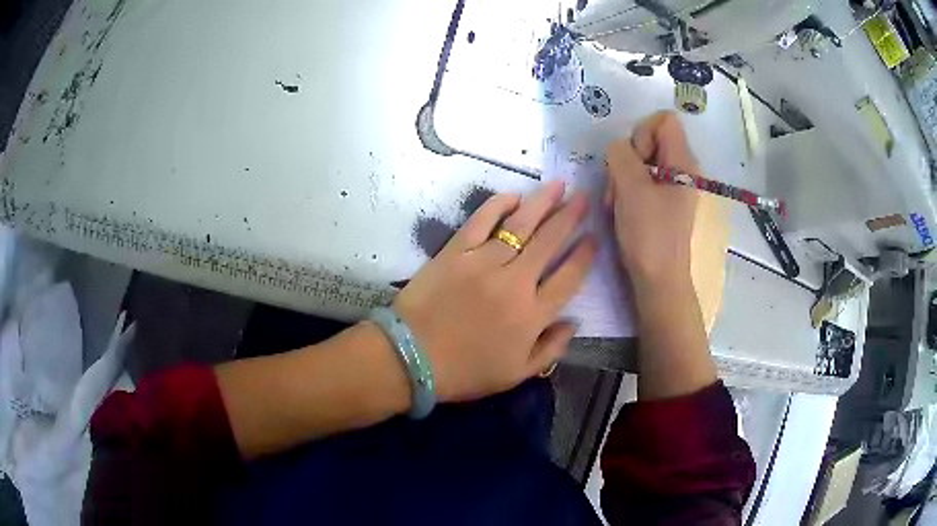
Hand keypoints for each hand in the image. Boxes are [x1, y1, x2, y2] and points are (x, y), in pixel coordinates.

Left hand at [393, 181, 596, 402]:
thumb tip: (574, 322)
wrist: (410, 358)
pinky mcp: (456, 251)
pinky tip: (514, 196)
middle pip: (550, 242)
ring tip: (559, 185)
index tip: (595, 237)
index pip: (569, 278)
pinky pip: (481, 220)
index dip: (585, 255)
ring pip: (521, 225)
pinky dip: (499, 204)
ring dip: (543, 202)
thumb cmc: (465, 372)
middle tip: (584, 197)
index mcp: (532, 316)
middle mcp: (515, 283)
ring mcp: (484, 262)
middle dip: (571, 217)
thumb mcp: (516, 374)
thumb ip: (551, 349)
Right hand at [605, 111, 698, 291]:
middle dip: (628, 158)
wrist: (658, 280)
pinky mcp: (662, 201)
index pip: (665, 119)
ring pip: (641, 160)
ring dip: (622, 176)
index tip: (635, 160)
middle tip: (619, 185)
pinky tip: (619, 208)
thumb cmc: (649, 235)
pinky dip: (627, 189)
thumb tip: (618, 149)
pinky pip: (642, 180)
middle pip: (650, 139)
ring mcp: (672, 186)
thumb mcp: (631, 188)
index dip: (643, 131)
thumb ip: (621, 155)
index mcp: (683, 162)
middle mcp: (682, 169)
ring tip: (615, 202)